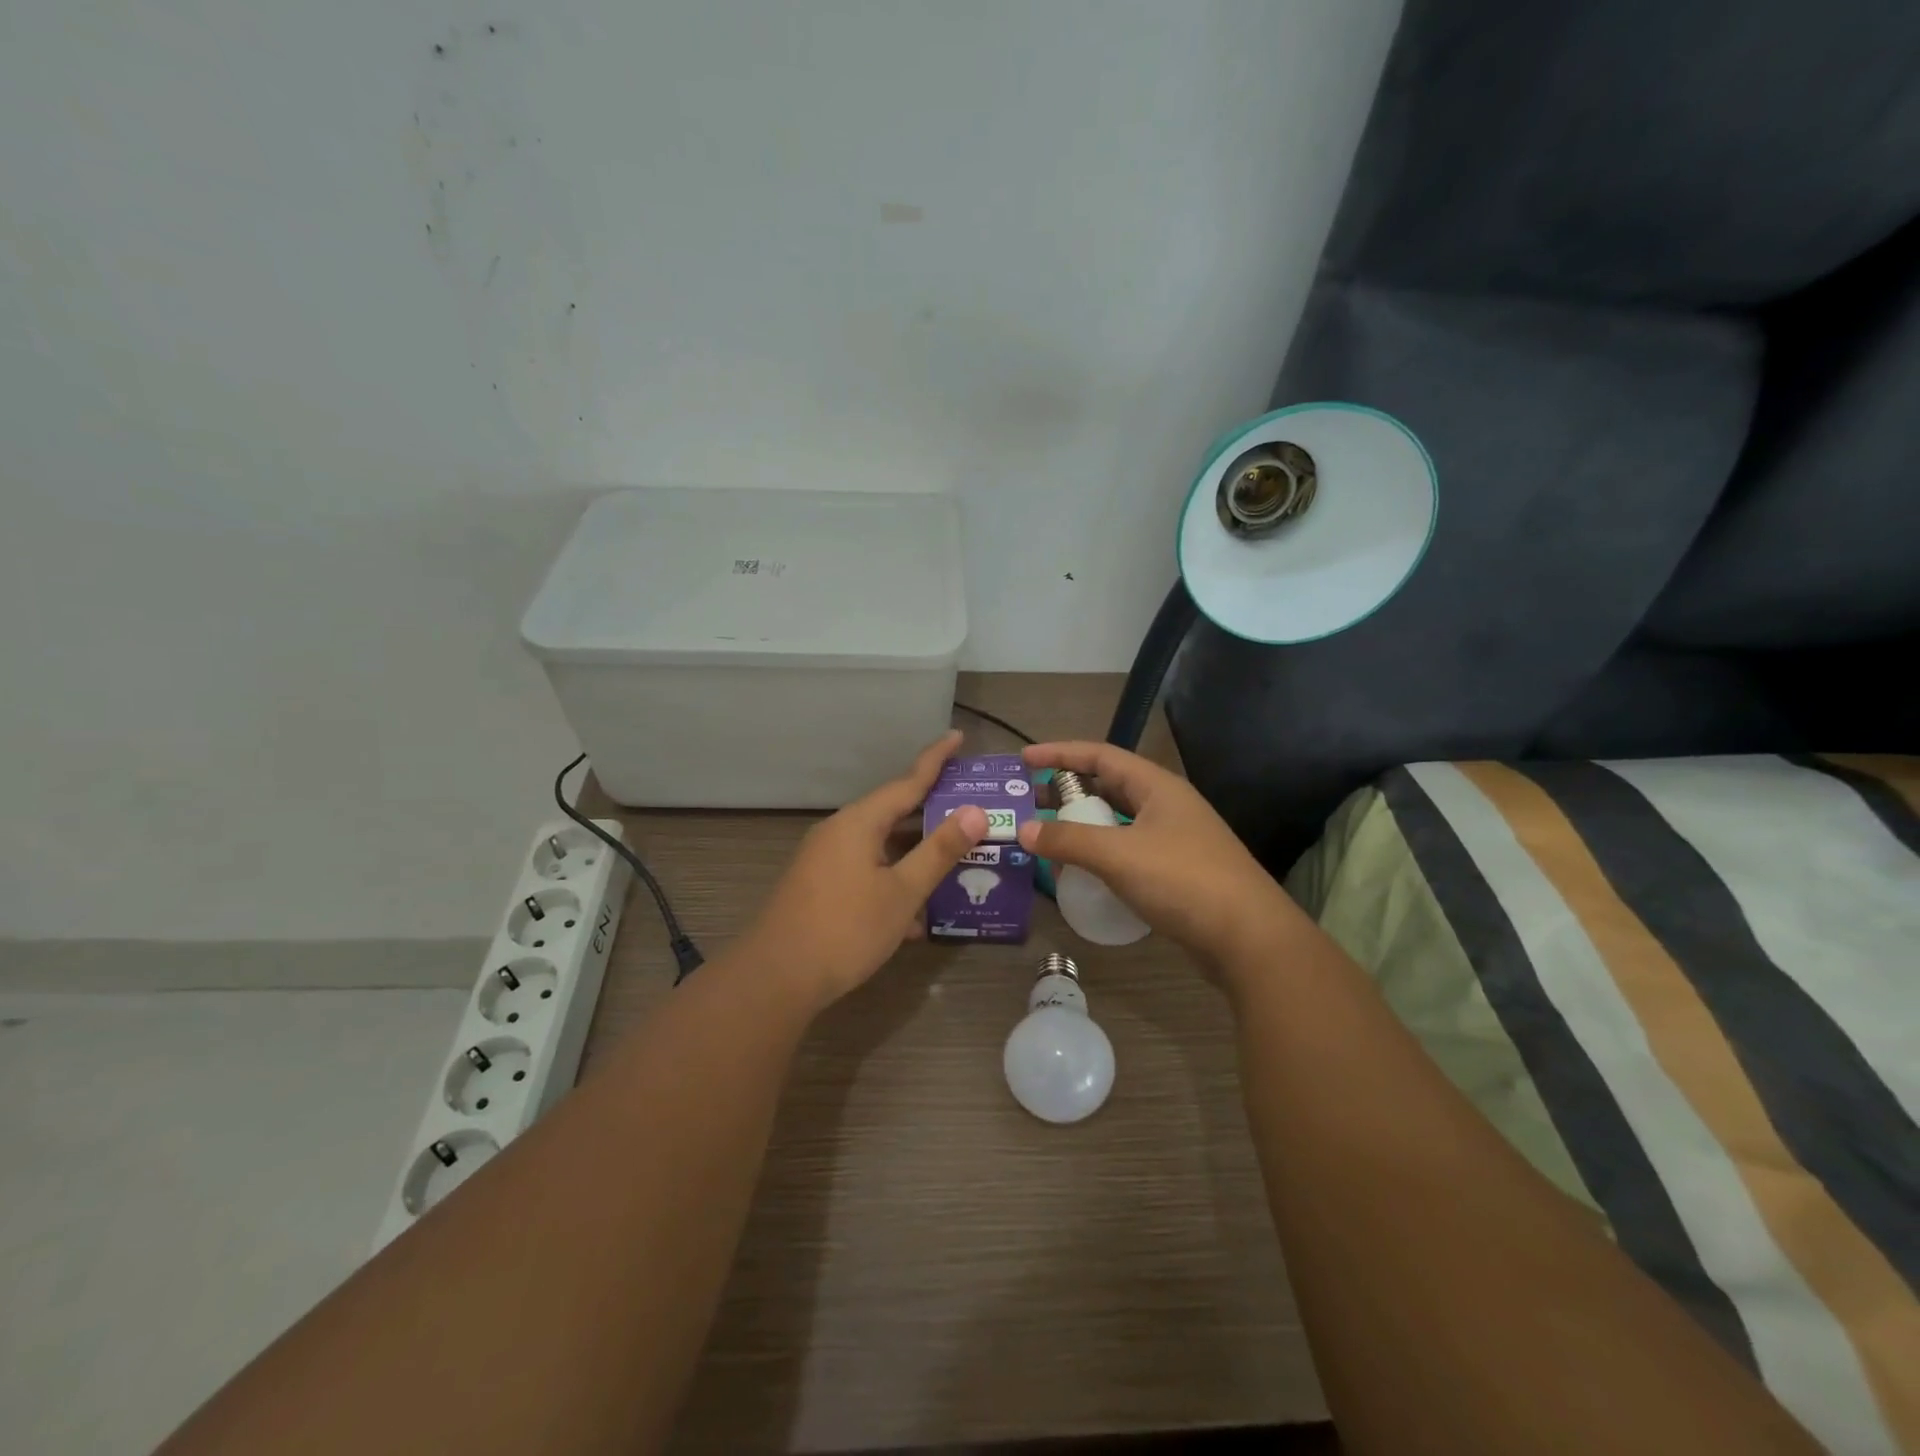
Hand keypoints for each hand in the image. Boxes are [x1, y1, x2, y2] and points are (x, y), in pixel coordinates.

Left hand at [740, 730, 987, 1011]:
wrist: (776, 978)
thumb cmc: (845, 929)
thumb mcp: (902, 891)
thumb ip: (939, 850)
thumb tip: (975, 811)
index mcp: (859, 823)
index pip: (906, 782)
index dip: (935, 760)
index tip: (957, 736)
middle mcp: (840, 832)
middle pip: (893, 812)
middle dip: (931, 812)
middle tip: (971, 806)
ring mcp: (826, 860)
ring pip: (881, 846)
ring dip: (915, 854)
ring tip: (954, 858)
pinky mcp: (821, 887)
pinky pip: (867, 870)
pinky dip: (893, 880)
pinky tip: (917, 914)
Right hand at [1018, 741, 1299, 976]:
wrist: (1249, 939)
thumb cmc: (1183, 881)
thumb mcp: (1118, 855)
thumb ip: (1068, 840)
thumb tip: (1022, 830)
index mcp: (1157, 787)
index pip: (1100, 756)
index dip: (1060, 753)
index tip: (1024, 759)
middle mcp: (1166, 806)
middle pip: (1109, 786)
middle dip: (1068, 791)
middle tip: (1030, 802)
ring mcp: (1175, 839)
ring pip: (1118, 821)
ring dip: (1083, 826)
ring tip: (1049, 837)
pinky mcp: (1177, 872)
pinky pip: (1128, 851)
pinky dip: (1100, 855)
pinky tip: (1082, 873)